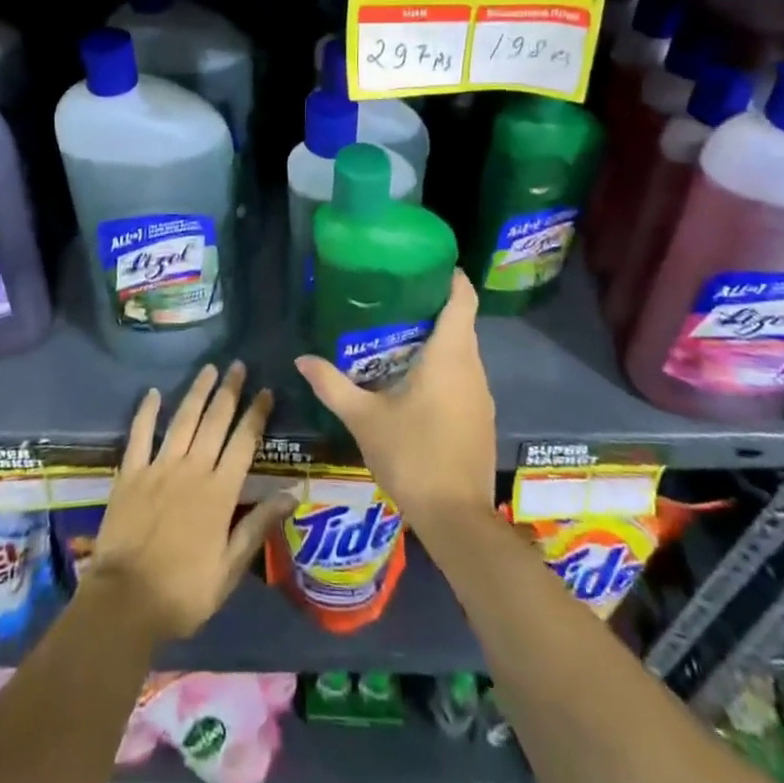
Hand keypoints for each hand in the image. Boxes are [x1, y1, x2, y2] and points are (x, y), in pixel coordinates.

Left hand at [81, 362, 295, 645]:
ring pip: (183, 420)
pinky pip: (140, 435)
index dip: (256, 414)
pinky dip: (147, 412)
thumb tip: (293, 494)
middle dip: (229, 391)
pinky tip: (154, 393)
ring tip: (209, 368)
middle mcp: (192, 469)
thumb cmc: (183, 592)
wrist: (125, 602)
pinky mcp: (131, 474)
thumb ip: (258, 526)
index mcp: (219, 492)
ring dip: (197, 392)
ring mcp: (159, 468)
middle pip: (215, 421)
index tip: (266, 390)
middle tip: (238, 365)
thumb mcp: (229, 568)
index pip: (244, 442)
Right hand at [295, 269, 495, 532]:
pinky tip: (414, 380)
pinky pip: (464, 377)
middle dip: (433, 307)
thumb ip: (332, 385)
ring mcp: (482, 395)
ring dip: (438, 340)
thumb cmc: (413, 456)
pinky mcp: (482, 418)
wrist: (457, 519)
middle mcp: (473, 368)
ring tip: (398, 334)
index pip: (463, 299)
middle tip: (394, 298)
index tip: (427, 263)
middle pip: (461, 323)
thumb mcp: (364, 419)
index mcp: (450, 356)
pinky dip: (444, 368)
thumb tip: (302, 359)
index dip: (451, 277)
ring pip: (463, 352)